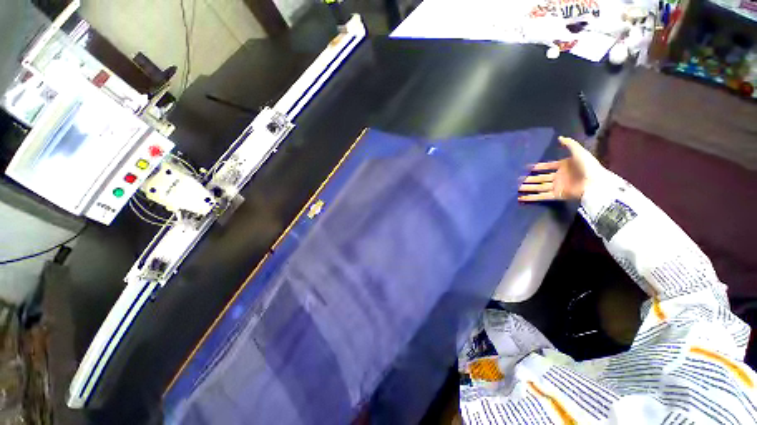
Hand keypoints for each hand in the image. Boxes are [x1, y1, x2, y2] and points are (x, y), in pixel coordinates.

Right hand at [518, 136, 602, 201]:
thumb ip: (569, 144)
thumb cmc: (587, 166)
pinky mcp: (556, 195)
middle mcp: (558, 177)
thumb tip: (559, 137)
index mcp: (563, 166)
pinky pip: (542, 196)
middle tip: (517, 179)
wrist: (594, 183)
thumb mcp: (579, 151)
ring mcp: (557, 186)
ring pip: (538, 187)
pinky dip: (531, 198)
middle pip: (540, 178)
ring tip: (516, 188)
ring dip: (528, 188)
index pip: (547, 166)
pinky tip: (521, 198)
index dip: (537, 167)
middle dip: (529, 179)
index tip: (526, 168)